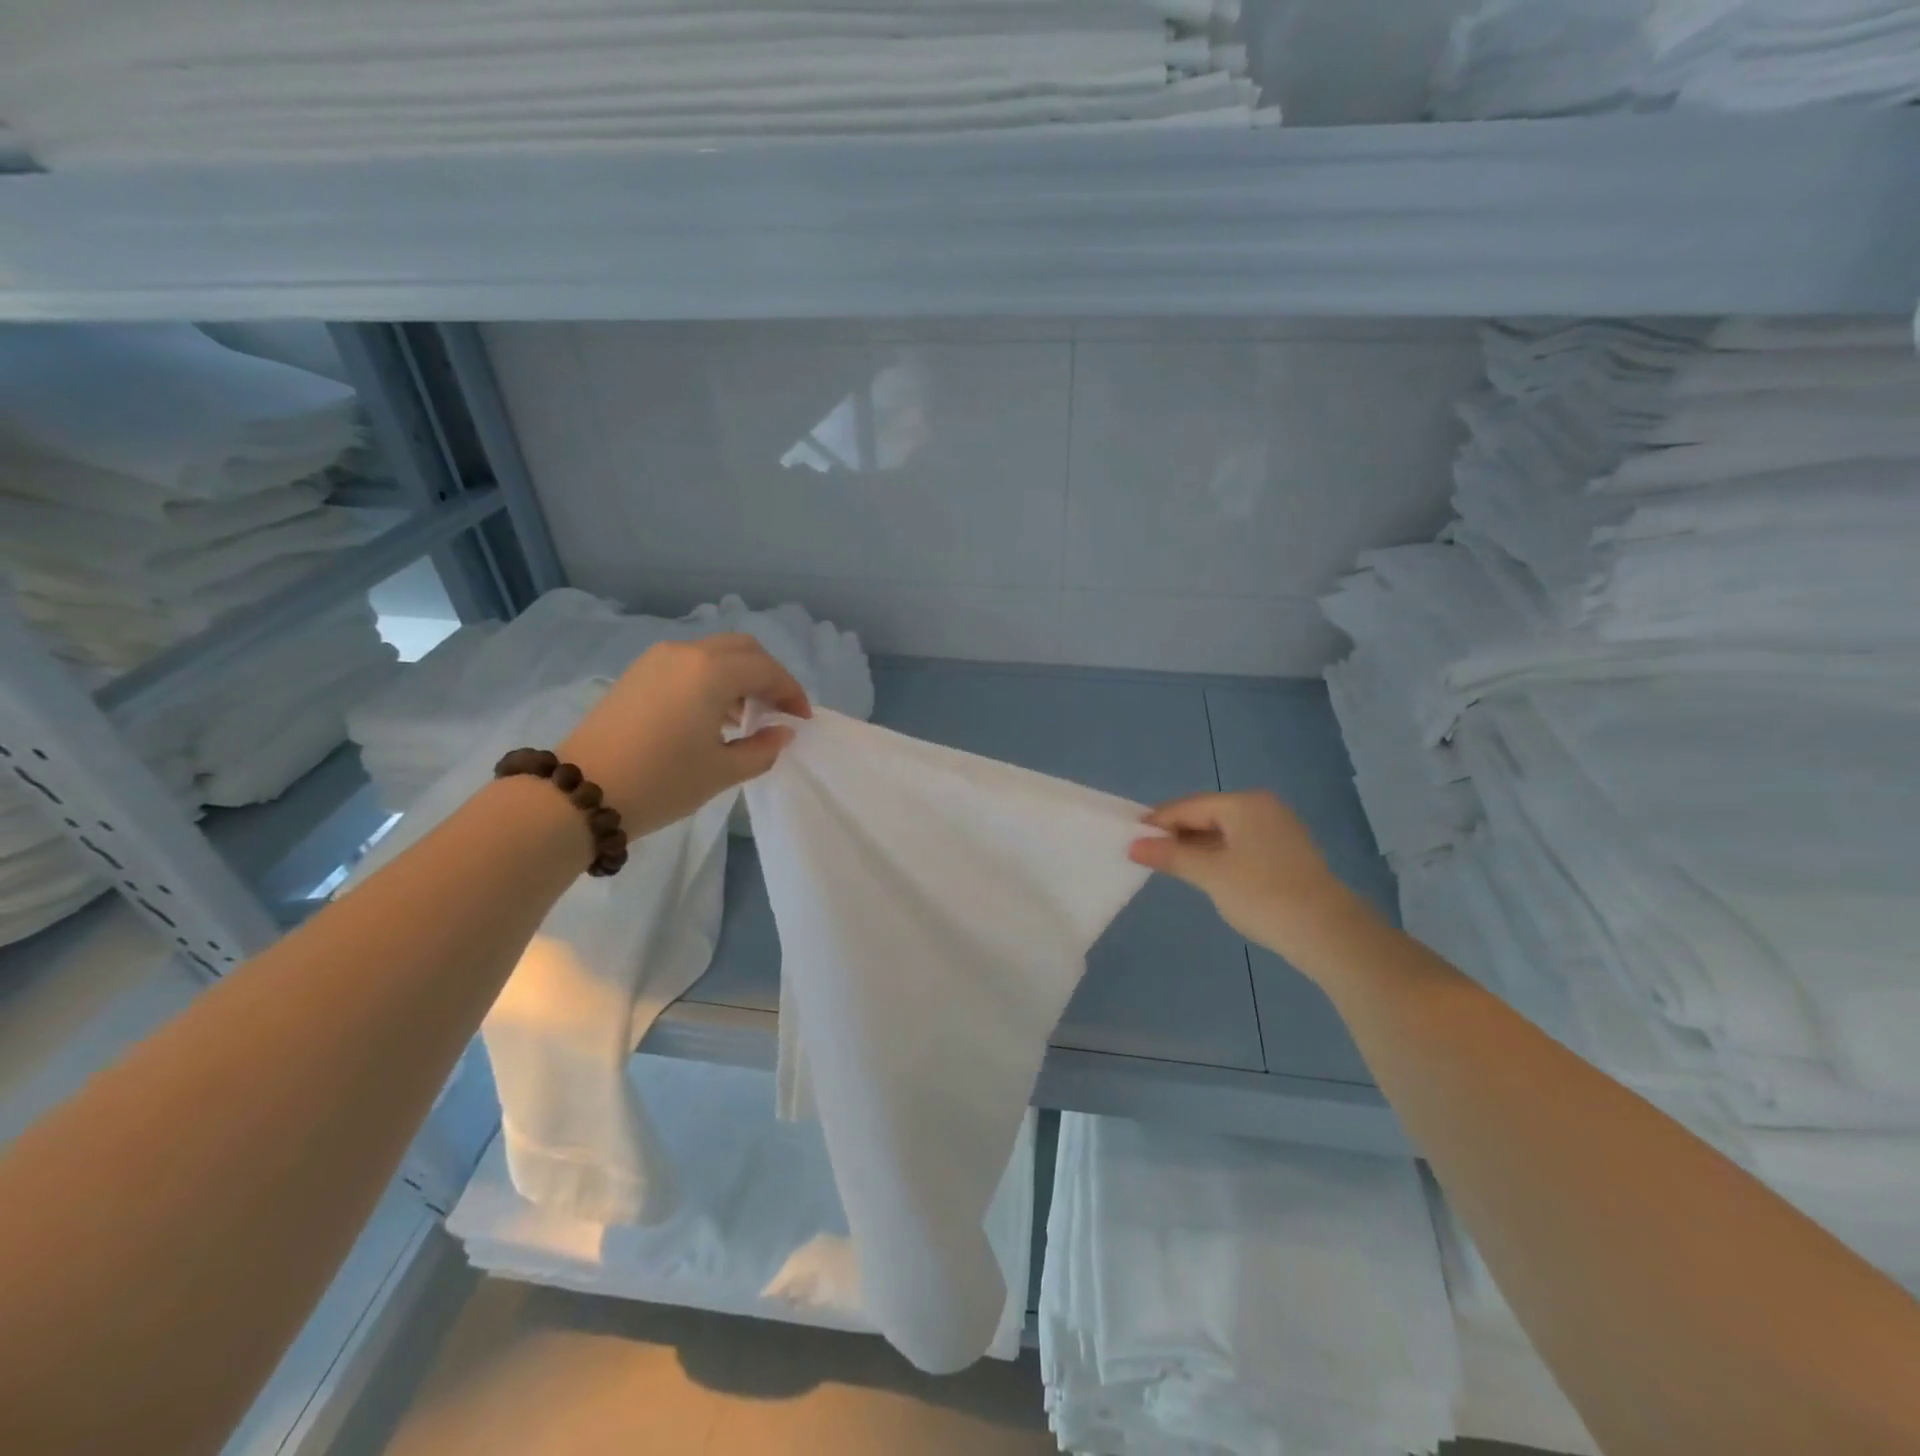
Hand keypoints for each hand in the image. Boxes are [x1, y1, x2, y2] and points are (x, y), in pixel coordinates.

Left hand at [558, 635, 811, 839]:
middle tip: (777, 710)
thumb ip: (762, 748)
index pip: (767, 670)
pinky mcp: (637, 673)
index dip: (791, 693)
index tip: (801, 720)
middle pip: (743, 649)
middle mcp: (686, 653)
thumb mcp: (722, 772)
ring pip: (714, 653)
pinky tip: (710, 716)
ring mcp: (656, 660)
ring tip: (744, 718)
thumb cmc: (661, 782)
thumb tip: (782, 732)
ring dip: (739, 676)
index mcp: (711, 672)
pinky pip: (688, 664)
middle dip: (767, 676)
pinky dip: (711, 679)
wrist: (580, 794)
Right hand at [1129, 791, 1375, 975]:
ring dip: (1196, 846)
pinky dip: (1218, 855)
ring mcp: (1278, 830)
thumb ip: (1170, 855)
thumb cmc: (1262, 894)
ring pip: (1224, 831)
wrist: (1327, 932)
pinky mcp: (1286, 853)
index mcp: (1244, 804)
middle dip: (1176, 834)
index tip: (1130, 839)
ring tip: (1169, 865)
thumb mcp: (1209, 874)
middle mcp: (1262, 808)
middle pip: (1206, 815)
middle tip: (1146, 853)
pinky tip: (1204, 873)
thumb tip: (1133, 845)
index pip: (1188, 806)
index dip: (1157, 822)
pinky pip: (1240, 845)